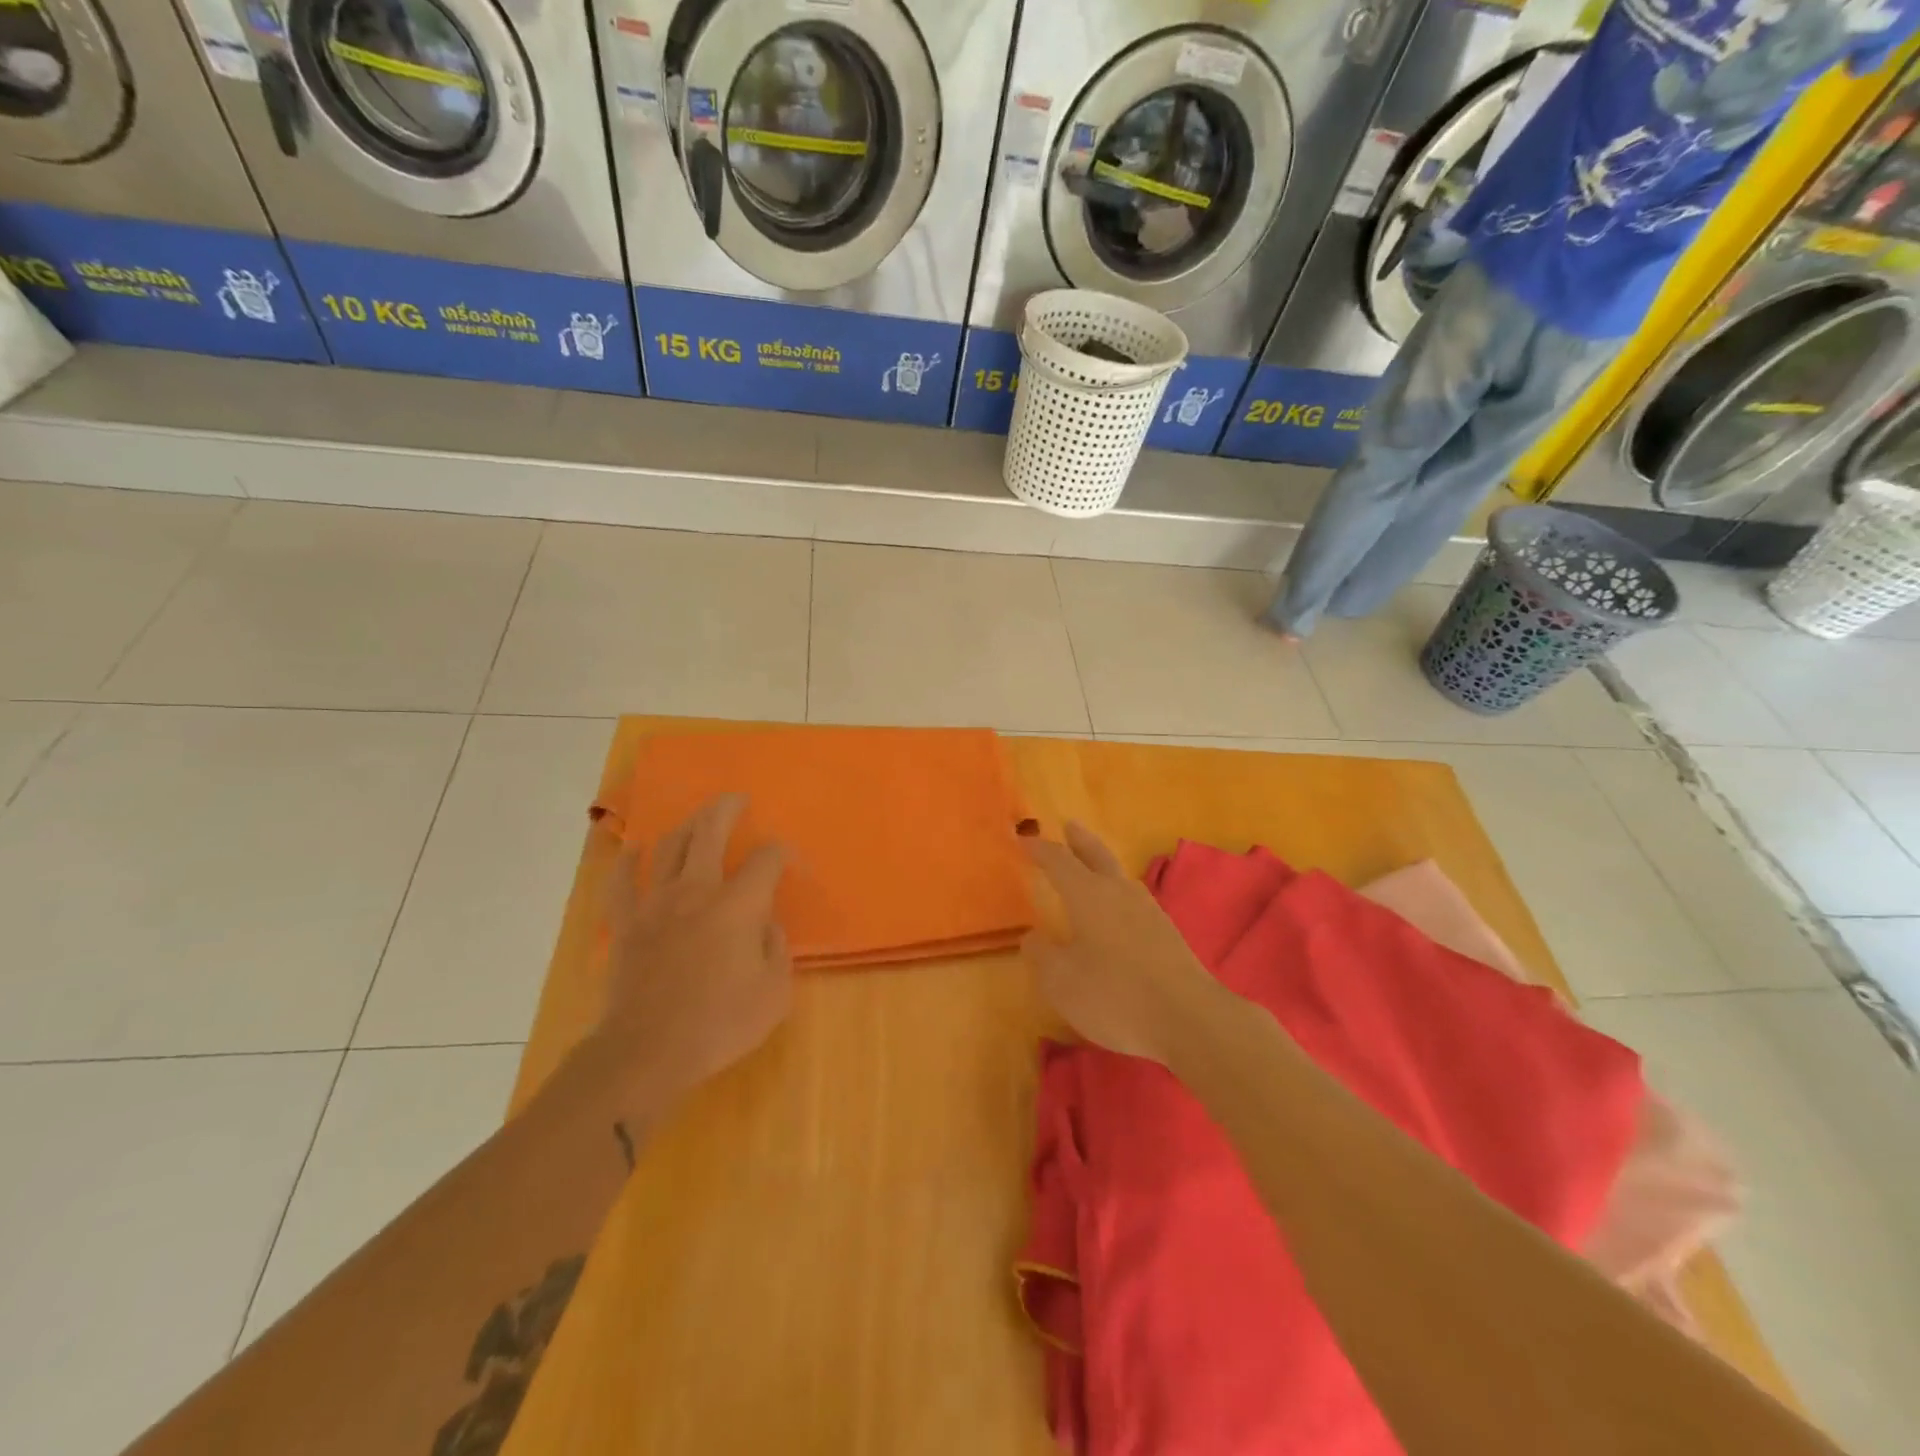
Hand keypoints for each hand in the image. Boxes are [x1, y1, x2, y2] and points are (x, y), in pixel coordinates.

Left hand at [600, 794, 792, 1102]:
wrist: (647, 1053)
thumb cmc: (719, 1024)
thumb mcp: (774, 993)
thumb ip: (776, 949)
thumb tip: (766, 924)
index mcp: (739, 905)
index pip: (767, 859)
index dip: (782, 852)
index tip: (789, 862)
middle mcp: (697, 890)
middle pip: (710, 832)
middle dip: (726, 809)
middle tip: (736, 799)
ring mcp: (655, 904)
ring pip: (669, 847)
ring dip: (686, 826)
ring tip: (697, 820)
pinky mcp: (625, 924)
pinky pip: (622, 882)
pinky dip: (629, 861)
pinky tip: (635, 849)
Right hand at [1021, 822, 1221, 1064]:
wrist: (1189, 1018)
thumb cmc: (1115, 995)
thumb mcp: (1061, 981)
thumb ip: (1042, 955)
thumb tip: (1032, 937)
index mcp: (1088, 895)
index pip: (1058, 862)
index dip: (1039, 850)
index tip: (1023, 838)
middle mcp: (1119, 893)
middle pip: (1097, 856)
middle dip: (1080, 840)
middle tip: (1069, 825)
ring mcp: (1148, 911)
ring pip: (1119, 876)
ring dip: (1102, 865)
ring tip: (1092, 866)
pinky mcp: (1167, 933)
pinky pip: (1134, 900)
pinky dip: (1118, 893)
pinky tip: (1118, 910)